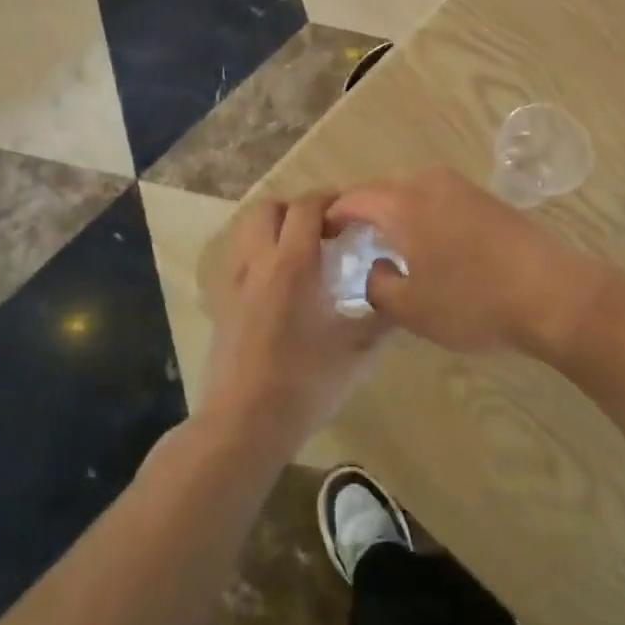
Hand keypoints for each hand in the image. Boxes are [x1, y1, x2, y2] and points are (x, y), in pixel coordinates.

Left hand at [200, 192, 390, 459]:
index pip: (307, 206)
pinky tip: (281, 286)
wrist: (244, 423)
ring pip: (248, 231)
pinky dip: (261, 255)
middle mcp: (258, 262)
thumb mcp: (357, 351)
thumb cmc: (305, 383)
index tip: (353, 212)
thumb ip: (383, 317)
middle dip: (297, 207)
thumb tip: (403, 294)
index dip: (330, 200)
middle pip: (269, 208)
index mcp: (292, 264)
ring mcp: (234, 283)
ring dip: (275, 228)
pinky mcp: (222, 305)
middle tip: (326, 228)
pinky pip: (240, 260)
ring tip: (302, 251)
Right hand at [327, 168, 610, 357]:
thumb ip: (379, 285)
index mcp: (402, 204)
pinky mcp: (487, 199)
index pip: (353, 200)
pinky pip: (439, 198)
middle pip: (382, 189)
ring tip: (388, 242)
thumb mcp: (412, 309)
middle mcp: (429, 183)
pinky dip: (422, 214)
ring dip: (395, 211)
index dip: (332, 216)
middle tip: (350, 239)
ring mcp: (462, 187)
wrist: (553, 294)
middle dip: (362, 211)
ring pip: (412, 192)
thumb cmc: (473, 303)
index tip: (320, 234)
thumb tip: (377, 269)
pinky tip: (429, 242)